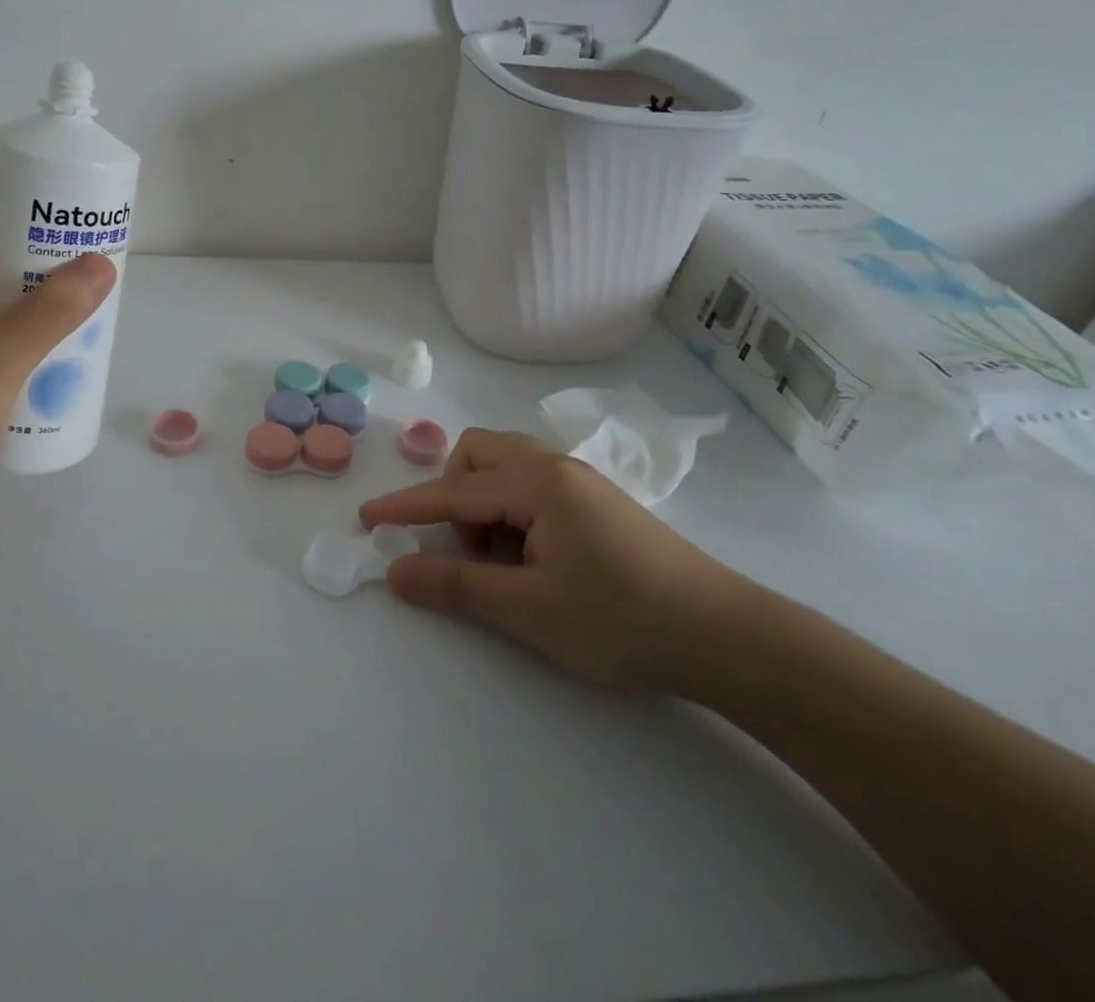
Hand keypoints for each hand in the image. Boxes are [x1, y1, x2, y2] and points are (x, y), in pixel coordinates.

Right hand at [360, 429, 747, 690]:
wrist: (728, 638)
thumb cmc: (623, 621)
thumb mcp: (530, 610)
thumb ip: (456, 586)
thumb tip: (395, 570)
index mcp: (537, 483)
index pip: (453, 491)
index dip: (406, 506)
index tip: (366, 518)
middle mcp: (555, 467)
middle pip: (479, 455)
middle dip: (453, 496)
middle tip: (465, 551)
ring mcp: (580, 483)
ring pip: (507, 470)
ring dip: (484, 507)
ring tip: (502, 563)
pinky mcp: (597, 504)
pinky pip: (533, 489)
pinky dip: (513, 515)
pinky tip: (535, 562)